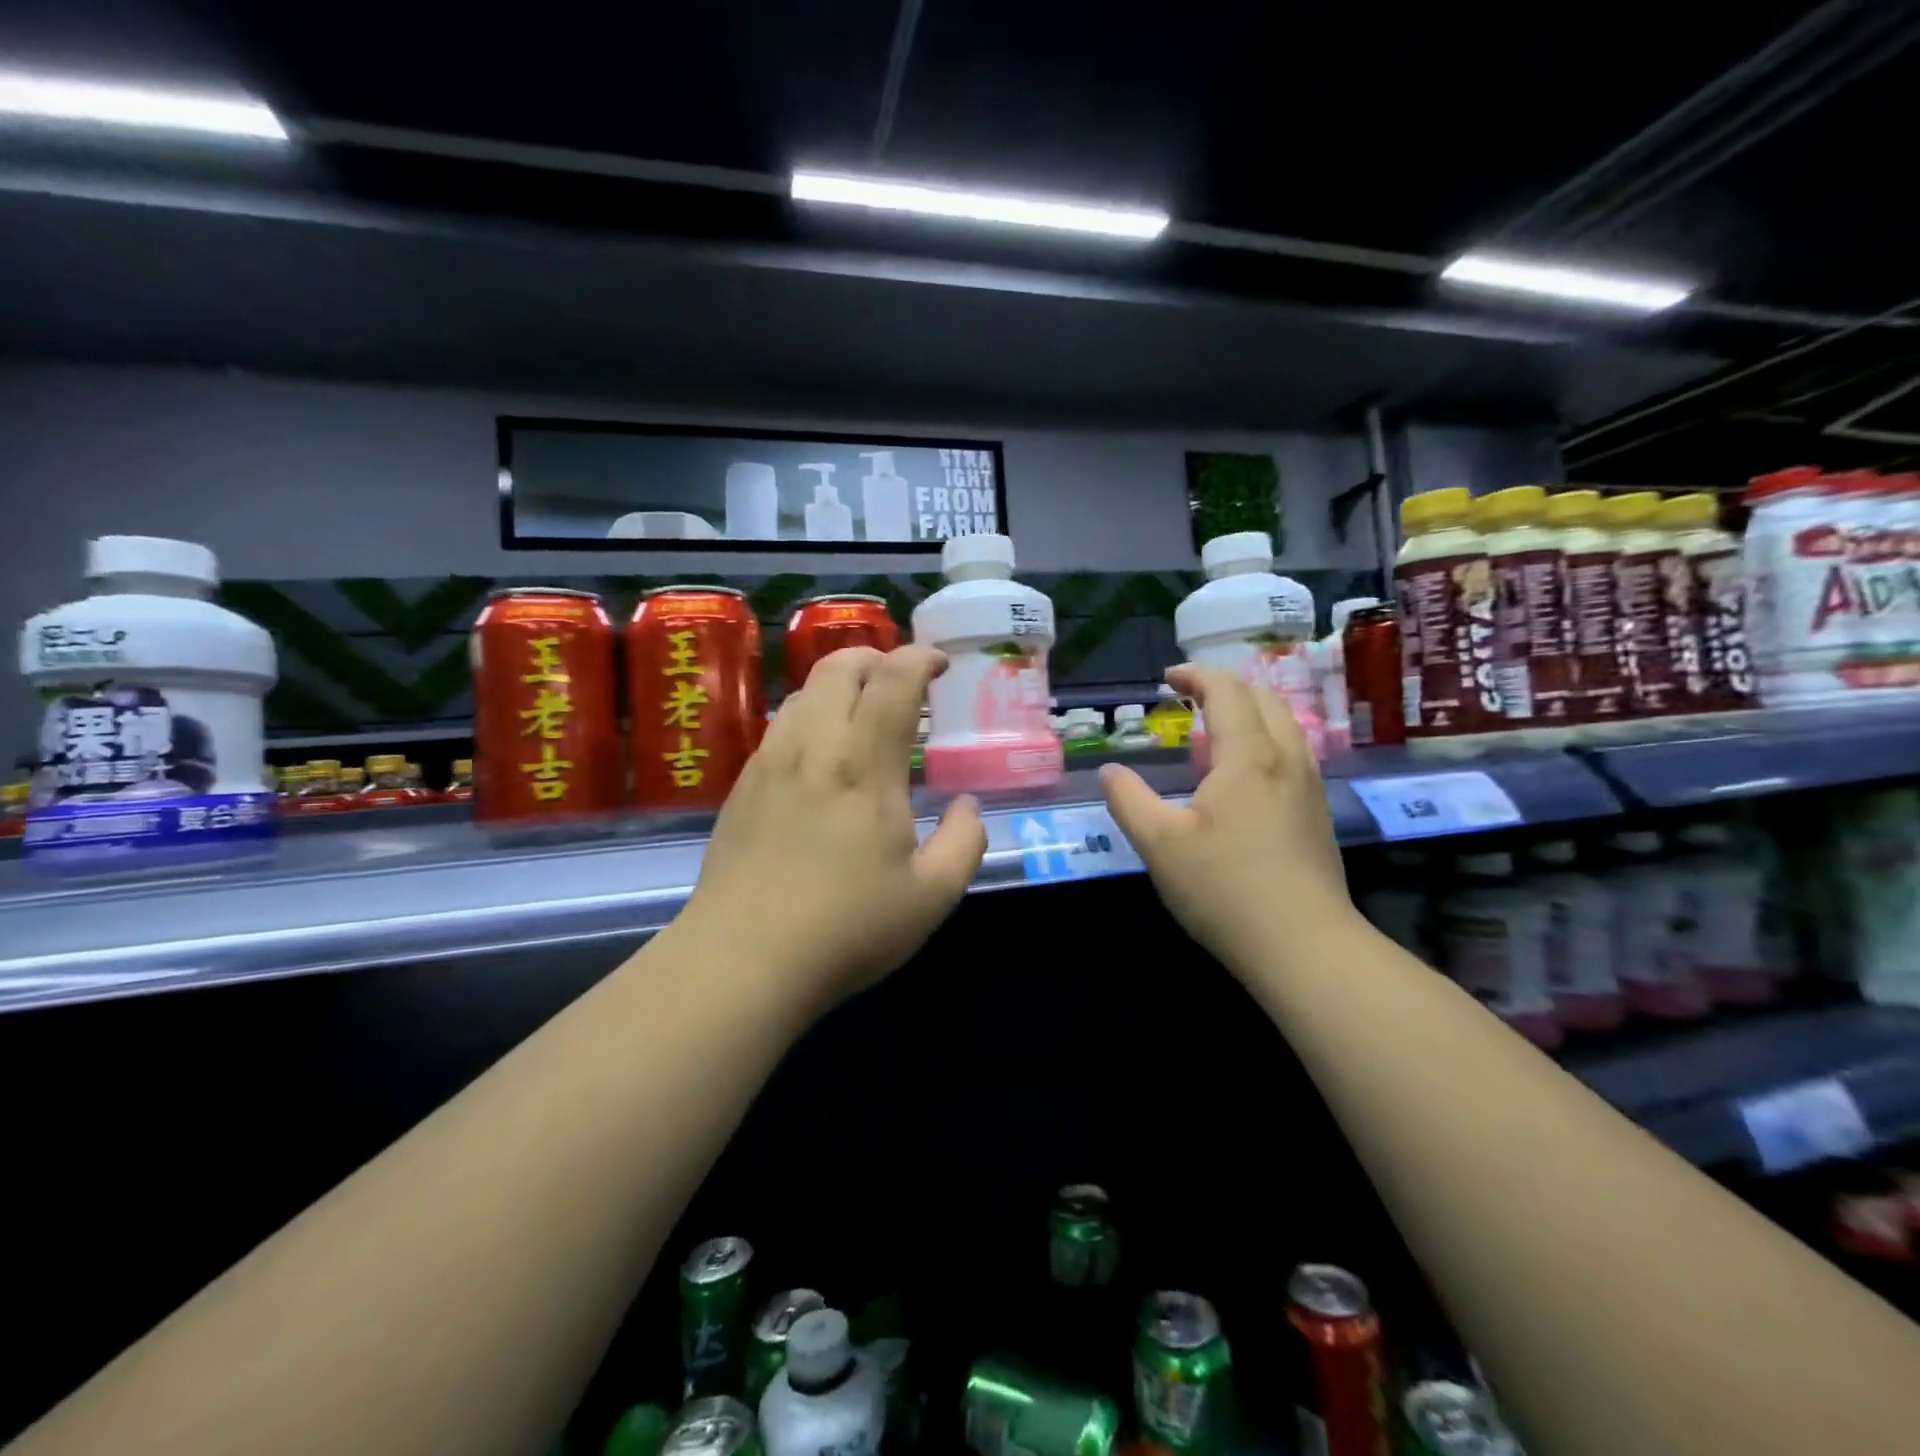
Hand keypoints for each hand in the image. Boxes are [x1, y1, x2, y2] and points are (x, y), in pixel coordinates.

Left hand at [680, 644, 985, 1008]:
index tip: (940, 664)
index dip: (920, 658)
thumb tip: (966, 806)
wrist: (741, 960)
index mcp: (864, 765)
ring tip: (863, 712)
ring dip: (840, 683)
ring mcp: (770, 763)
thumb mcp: (932, 897)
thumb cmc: (846, 928)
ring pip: (804, 692)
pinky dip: (810, 715)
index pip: (893, 680)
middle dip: (876, 656)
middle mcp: (814, 747)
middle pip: (838, 666)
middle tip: (901, 680)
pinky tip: (821, 755)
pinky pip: (780, 725)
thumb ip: (964, 842)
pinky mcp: (742, 786)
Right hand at [1100, 664, 1356, 973]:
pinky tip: (1244, 774)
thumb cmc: (1224, 889)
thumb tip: (1110, 772)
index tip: (1169, 678)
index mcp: (1248, 756)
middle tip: (1190, 696)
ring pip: (1285, 725)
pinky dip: (1265, 739)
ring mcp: (1309, 786)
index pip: (1228, 692)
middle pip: (1264, 699)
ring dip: (1250, 712)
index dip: (1197, 676)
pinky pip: (1293, 753)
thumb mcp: (1159, 844)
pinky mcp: (1317, 814)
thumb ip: (1129, 801)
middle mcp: (1286, 759)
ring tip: (1216, 728)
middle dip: (1226, 687)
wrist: (1304, 946)